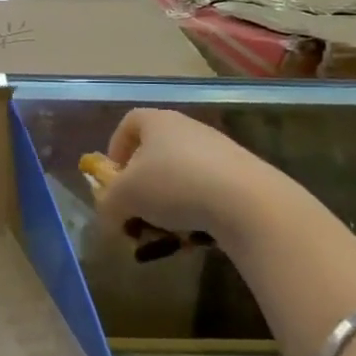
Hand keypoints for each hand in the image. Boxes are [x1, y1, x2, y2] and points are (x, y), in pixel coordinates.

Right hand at [95, 109, 315, 248]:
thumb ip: (108, 204)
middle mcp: (188, 128)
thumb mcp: (124, 197)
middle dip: (142, 183)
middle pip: (156, 151)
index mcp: (158, 122)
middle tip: (137, 209)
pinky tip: (196, 234)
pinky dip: (197, 210)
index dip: (116, 147)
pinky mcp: (243, 174)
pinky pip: (208, 190)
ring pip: (182, 174)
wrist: (247, 201)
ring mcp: (219, 150)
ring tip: (166, 229)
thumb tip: (108, 215)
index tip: (114, 177)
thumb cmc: (174, 185)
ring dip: (168, 200)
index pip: (129, 123)